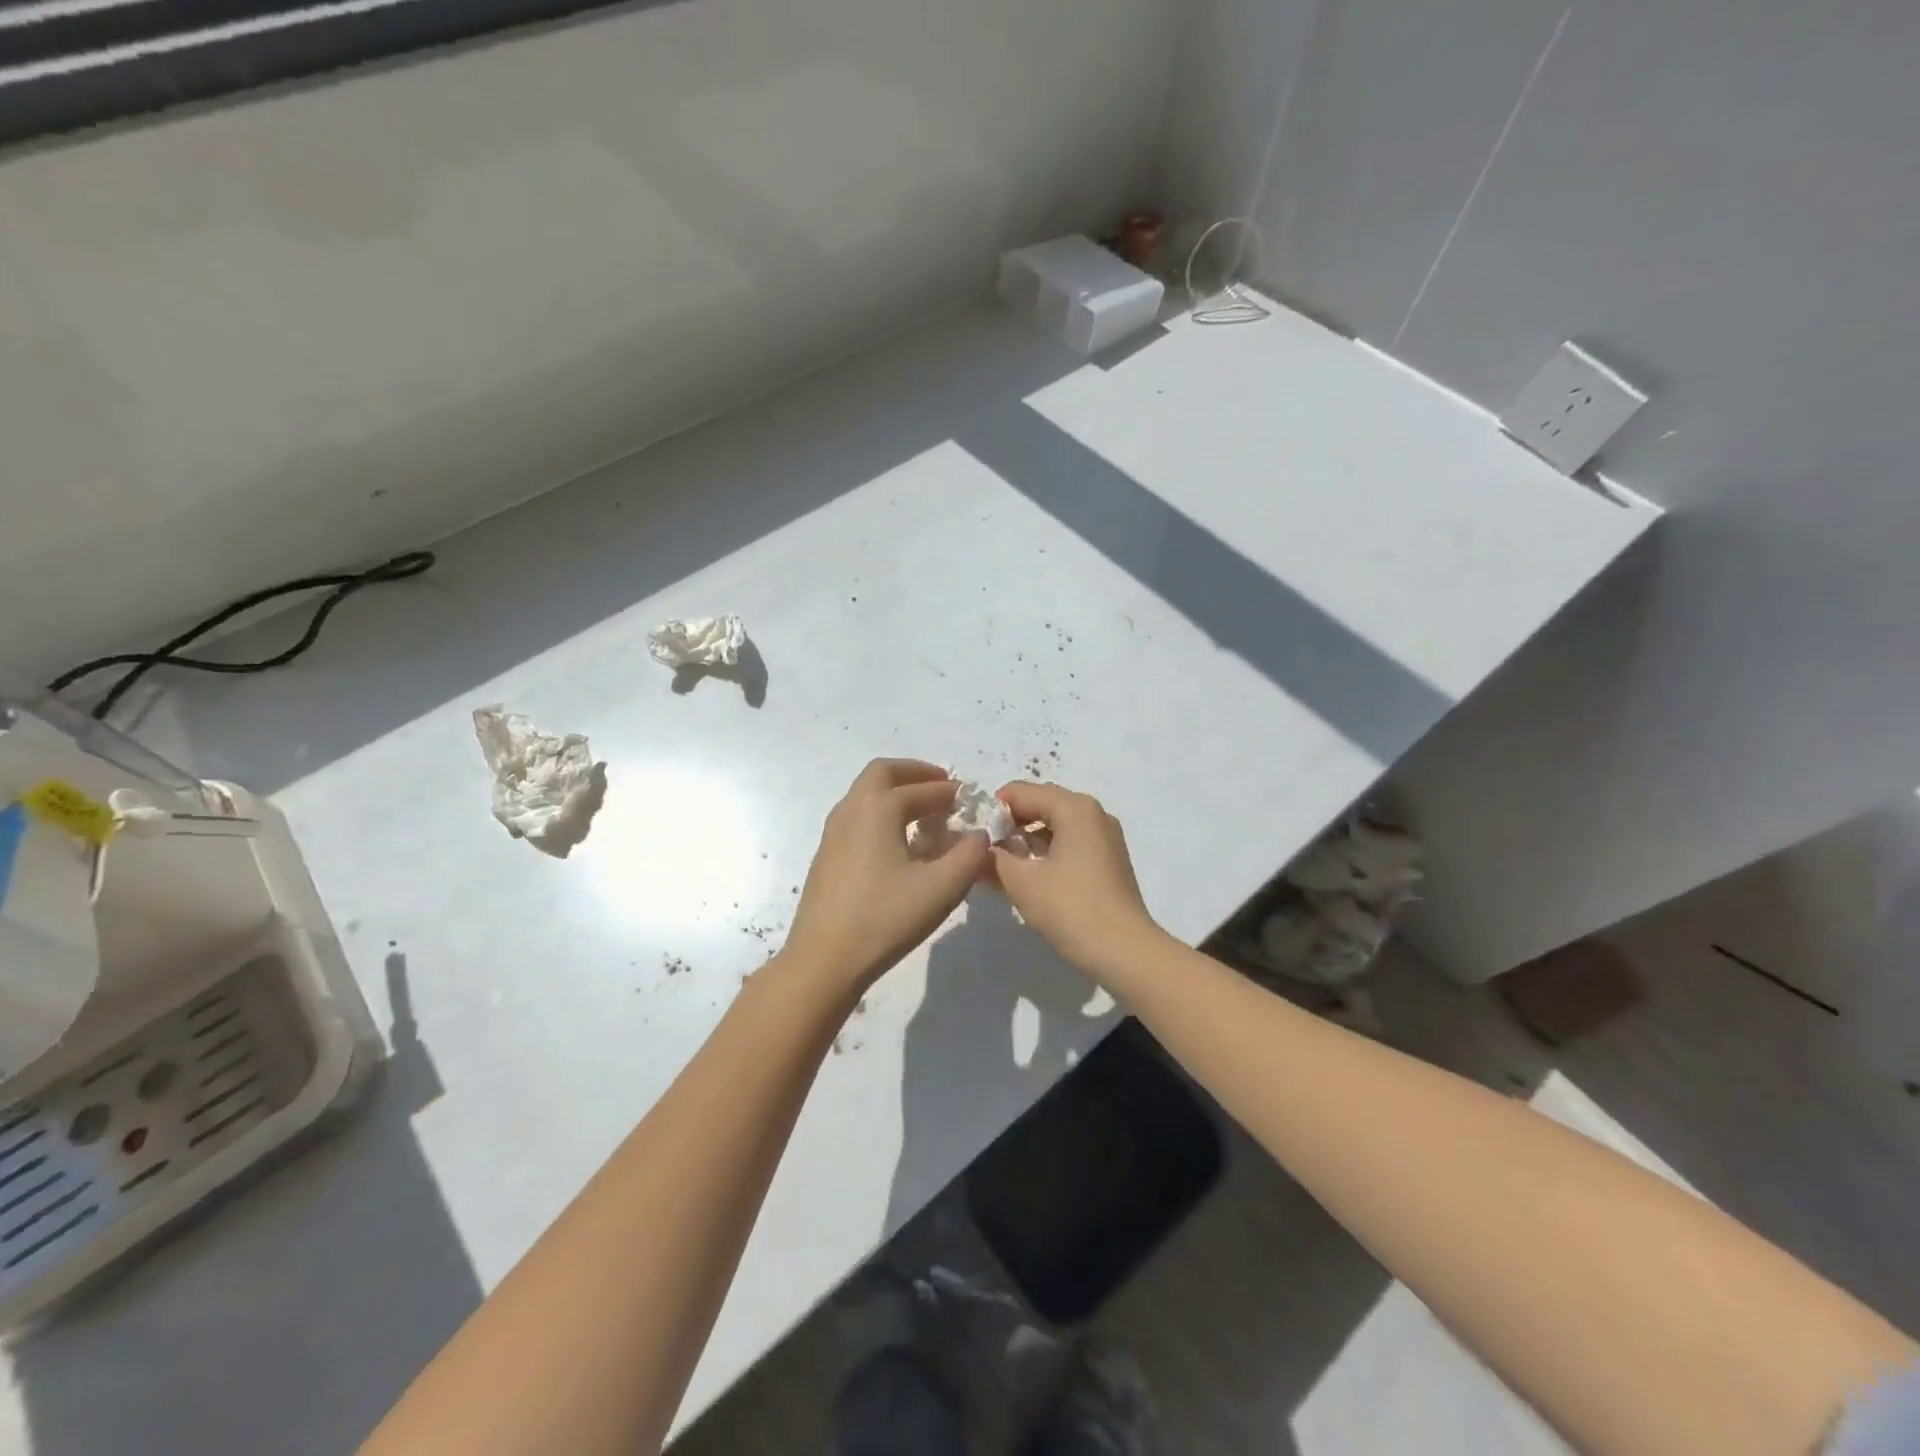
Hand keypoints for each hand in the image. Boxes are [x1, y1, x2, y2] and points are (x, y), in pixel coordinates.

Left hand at [784, 760, 989, 994]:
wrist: (824, 960)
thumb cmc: (885, 918)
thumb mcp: (941, 888)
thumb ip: (969, 855)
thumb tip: (979, 835)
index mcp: (878, 808)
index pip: (922, 788)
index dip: (950, 791)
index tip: (970, 798)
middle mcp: (851, 809)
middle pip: (883, 773)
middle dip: (915, 774)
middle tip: (942, 787)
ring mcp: (833, 832)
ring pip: (865, 795)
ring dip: (896, 793)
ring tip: (924, 814)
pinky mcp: (826, 855)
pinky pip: (857, 817)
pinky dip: (880, 813)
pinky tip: (897, 843)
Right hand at [986, 781, 1168, 978]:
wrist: (1125, 951)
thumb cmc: (1071, 908)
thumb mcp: (1022, 882)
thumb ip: (995, 858)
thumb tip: (982, 849)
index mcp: (1074, 808)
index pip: (1023, 792)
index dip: (994, 808)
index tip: (972, 831)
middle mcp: (1093, 813)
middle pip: (1042, 803)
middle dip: (1011, 821)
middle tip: (984, 845)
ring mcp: (1105, 837)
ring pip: (1057, 824)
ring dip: (1028, 837)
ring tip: (1001, 861)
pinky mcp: (1109, 860)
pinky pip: (1071, 841)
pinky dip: (1047, 850)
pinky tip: (1028, 873)